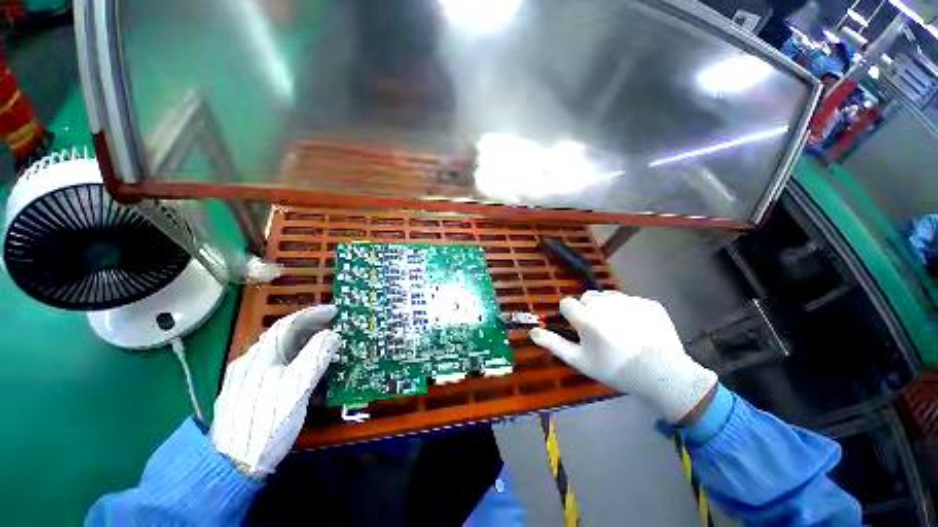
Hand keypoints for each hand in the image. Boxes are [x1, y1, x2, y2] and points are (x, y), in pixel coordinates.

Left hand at [210, 305, 339, 477]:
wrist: (232, 464)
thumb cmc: (268, 423)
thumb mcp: (297, 388)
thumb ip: (315, 357)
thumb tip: (332, 334)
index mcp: (261, 357)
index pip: (288, 324)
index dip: (313, 314)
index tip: (334, 310)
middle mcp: (250, 362)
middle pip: (282, 335)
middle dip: (309, 326)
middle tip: (332, 324)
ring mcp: (245, 377)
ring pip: (278, 350)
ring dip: (302, 341)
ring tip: (323, 343)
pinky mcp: (246, 391)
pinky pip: (274, 364)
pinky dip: (293, 357)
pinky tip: (302, 368)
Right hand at [530, 291, 715, 422]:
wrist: (663, 376)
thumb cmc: (614, 369)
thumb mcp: (580, 361)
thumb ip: (553, 344)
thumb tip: (532, 332)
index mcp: (586, 316)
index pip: (567, 303)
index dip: (570, 316)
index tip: (579, 329)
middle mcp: (605, 303)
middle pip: (587, 297)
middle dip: (588, 310)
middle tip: (600, 331)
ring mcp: (629, 300)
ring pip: (608, 296)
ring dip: (608, 308)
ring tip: (620, 329)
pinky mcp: (648, 302)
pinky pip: (631, 301)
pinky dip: (630, 311)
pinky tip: (638, 329)